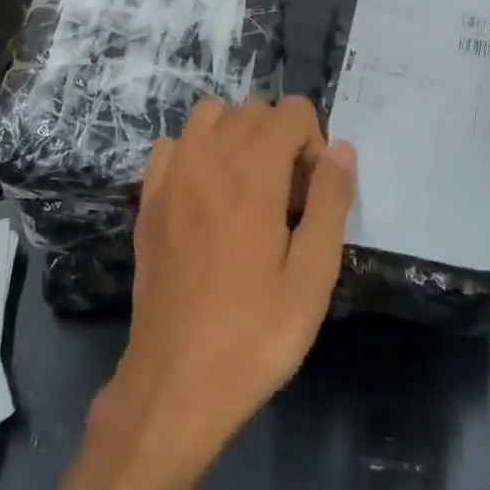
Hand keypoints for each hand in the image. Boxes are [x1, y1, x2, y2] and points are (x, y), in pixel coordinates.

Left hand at [94, 97, 356, 481]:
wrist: (177, 380)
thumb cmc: (256, 333)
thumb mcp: (313, 274)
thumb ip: (330, 201)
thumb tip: (341, 148)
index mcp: (251, 175)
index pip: (290, 112)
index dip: (314, 142)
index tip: (312, 193)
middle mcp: (206, 160)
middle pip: (251, 109)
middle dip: (280, 137)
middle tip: (289, 197)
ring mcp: (170, 178)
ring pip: (208, 117)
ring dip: (237, 135)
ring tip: (250, 187)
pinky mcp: (148, 202)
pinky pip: (173, 146)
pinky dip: (196, 152)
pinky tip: (207, 196)